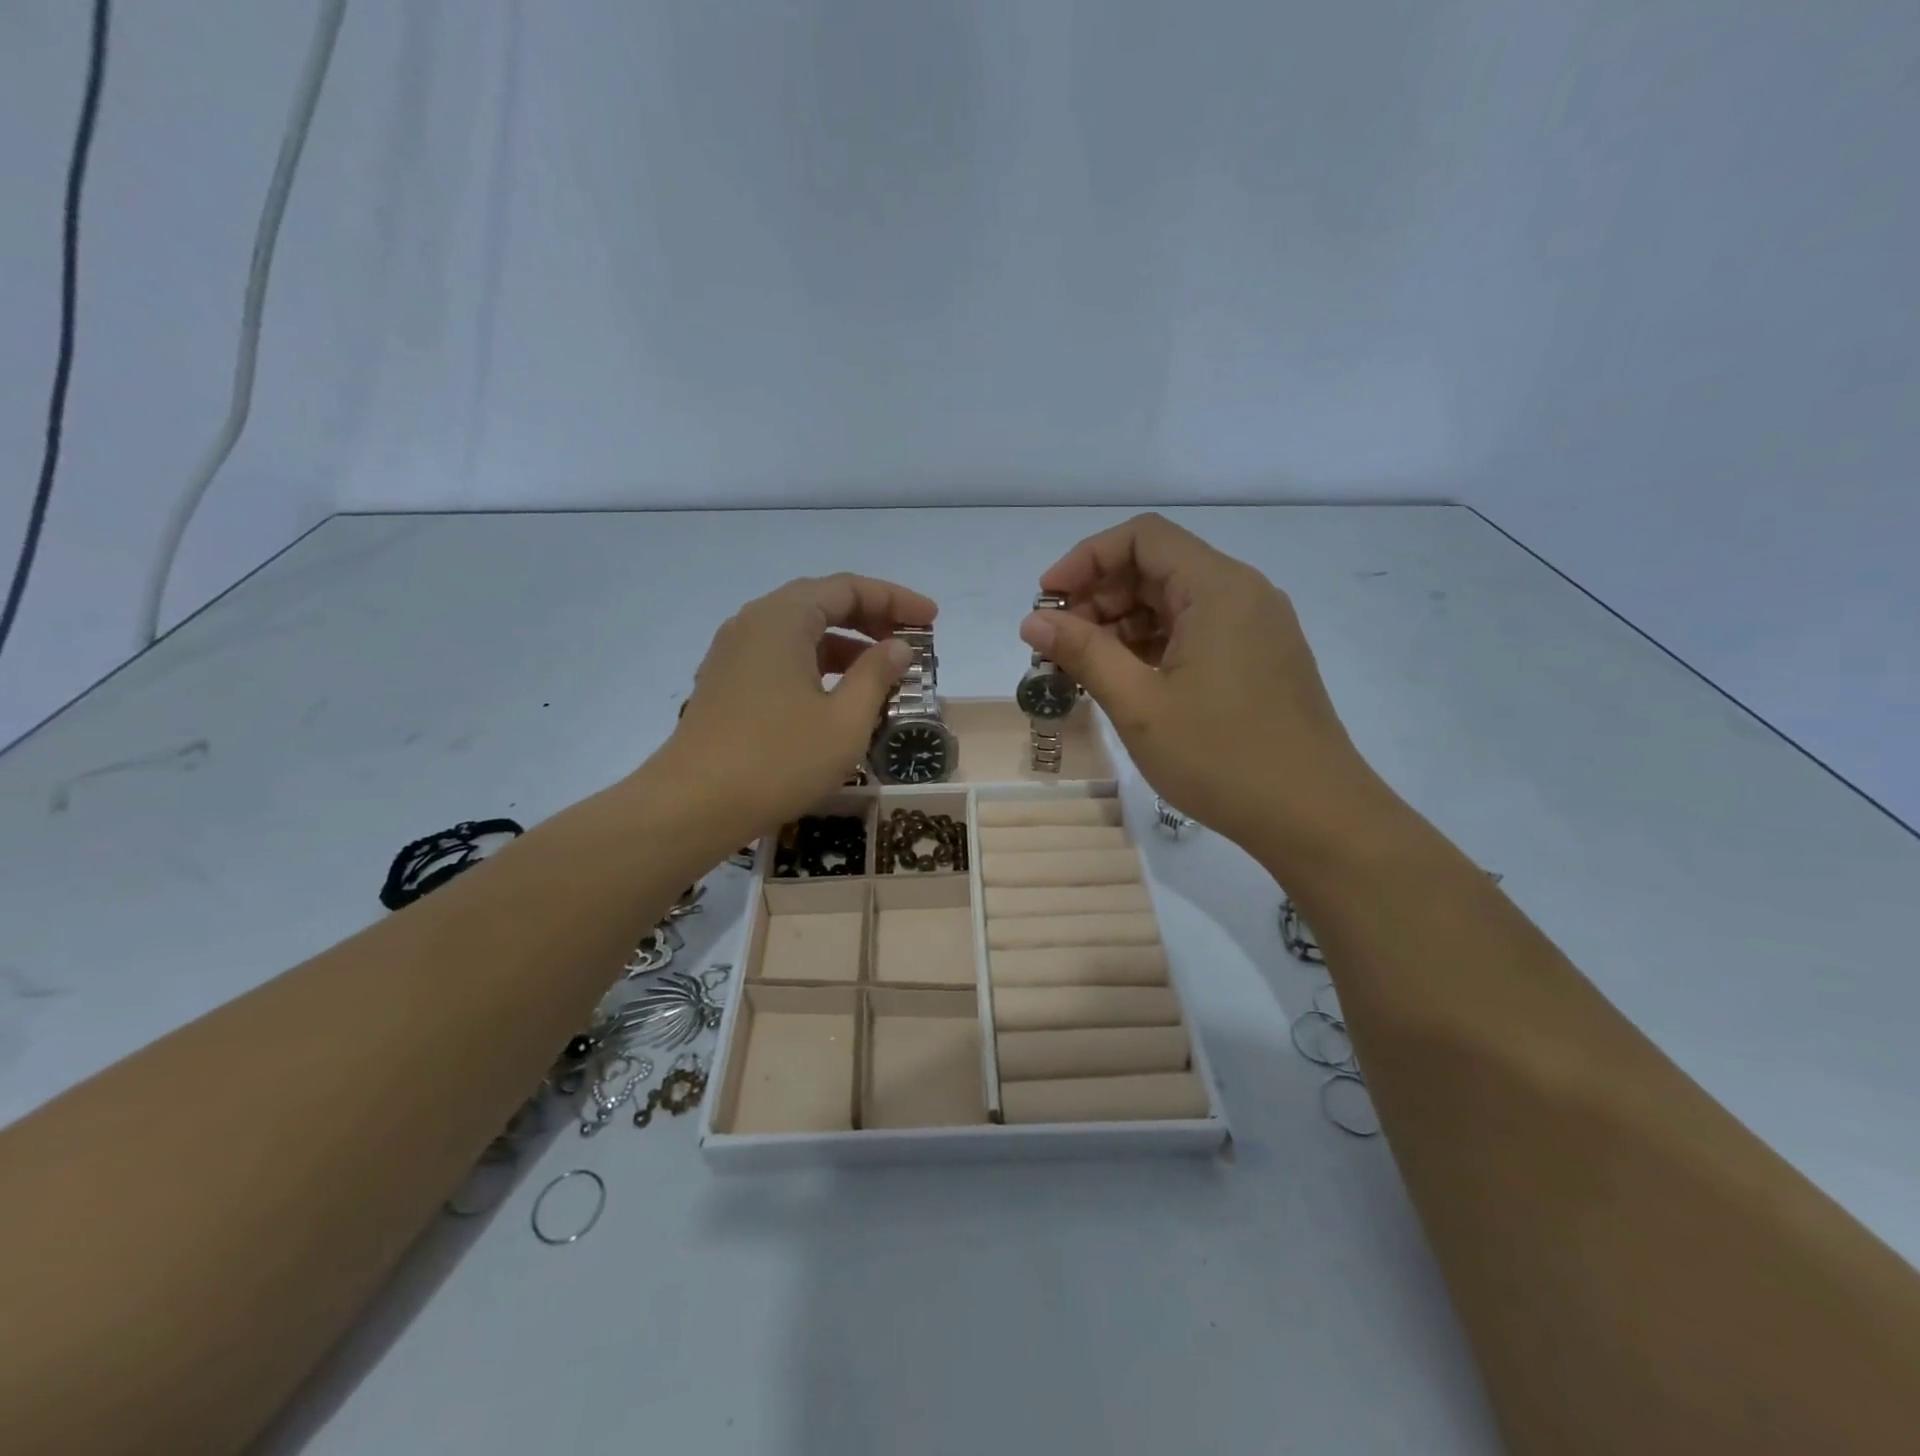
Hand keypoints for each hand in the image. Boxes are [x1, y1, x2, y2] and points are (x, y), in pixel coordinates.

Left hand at [658, 574, 934, 843]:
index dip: (895, 599)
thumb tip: (898, 647)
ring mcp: (734, 653)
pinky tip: (838, 695)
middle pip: (821, 603)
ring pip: (800, 632)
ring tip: (882, 672)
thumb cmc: (778, 760)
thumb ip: (876, 675)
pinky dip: (817, 664)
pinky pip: (781, 656)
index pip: (848, 588)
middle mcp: (754, 622)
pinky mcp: (726, 682)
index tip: (931, 619)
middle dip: (871, 618)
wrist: (693, 805)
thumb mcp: (844, 721)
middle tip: (910, 641)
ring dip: (845, 644)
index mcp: (783, 618)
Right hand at [1023, 514, 1385, 861]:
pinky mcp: (1258, 659)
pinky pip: (1194, 633)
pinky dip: (1152, 646)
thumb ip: (1083, 652)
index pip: (1142, 537)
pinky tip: (1124, 680)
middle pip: (1156, 568)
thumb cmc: (1222, 758)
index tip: (1047, 601)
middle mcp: (1242, 594)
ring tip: (1082, 668)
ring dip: (1121, 625)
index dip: (1086, 558)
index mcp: (1218, 588)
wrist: (1314, 817)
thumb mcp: (1140, 705)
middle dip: (1098, 596)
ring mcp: (1255, 628)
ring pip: (1174, 603)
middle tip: (1057, 645)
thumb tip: (1033, 620)